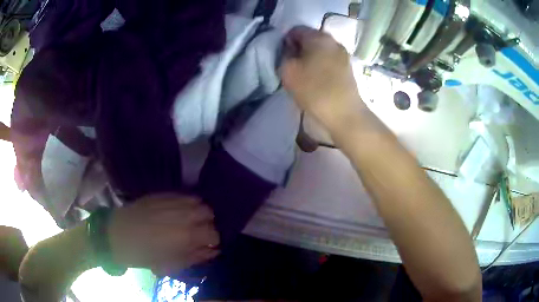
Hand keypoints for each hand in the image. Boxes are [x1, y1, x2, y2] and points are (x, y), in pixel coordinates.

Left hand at [108, 194, 219, 275]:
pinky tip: (178, 211)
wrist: (117, 234)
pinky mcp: (162, 194)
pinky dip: (187, 203)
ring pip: (198, 201)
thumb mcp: (171, 264)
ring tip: (188, 221)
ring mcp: (173, 201)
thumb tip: (213, 251)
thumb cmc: (144, 254)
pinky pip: (183, 195)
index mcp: (187, 236)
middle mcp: (184, 214)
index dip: (213, 241)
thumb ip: (195, 256)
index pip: (214, 233)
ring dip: (198, 212)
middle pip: (209, 213)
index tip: (206, 245)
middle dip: (207, 224)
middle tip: (197, 233)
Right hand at [281, 26, 364, 131]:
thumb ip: (284, 54)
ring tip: (305, 74)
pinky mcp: (348, 68)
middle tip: (292, 66)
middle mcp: (334, 41)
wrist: (344, 114)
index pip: (296, 30)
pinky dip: (321, 65)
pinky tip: (317, 79)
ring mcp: (343, 54)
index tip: (282, 57)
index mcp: (318, 37)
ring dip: (310, 58)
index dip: (285, 41)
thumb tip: (289, 49)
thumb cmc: (314, 90)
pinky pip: (329, 60)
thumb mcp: (287, 71)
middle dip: (299, 49)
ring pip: (321, 50)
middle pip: (310, 39)